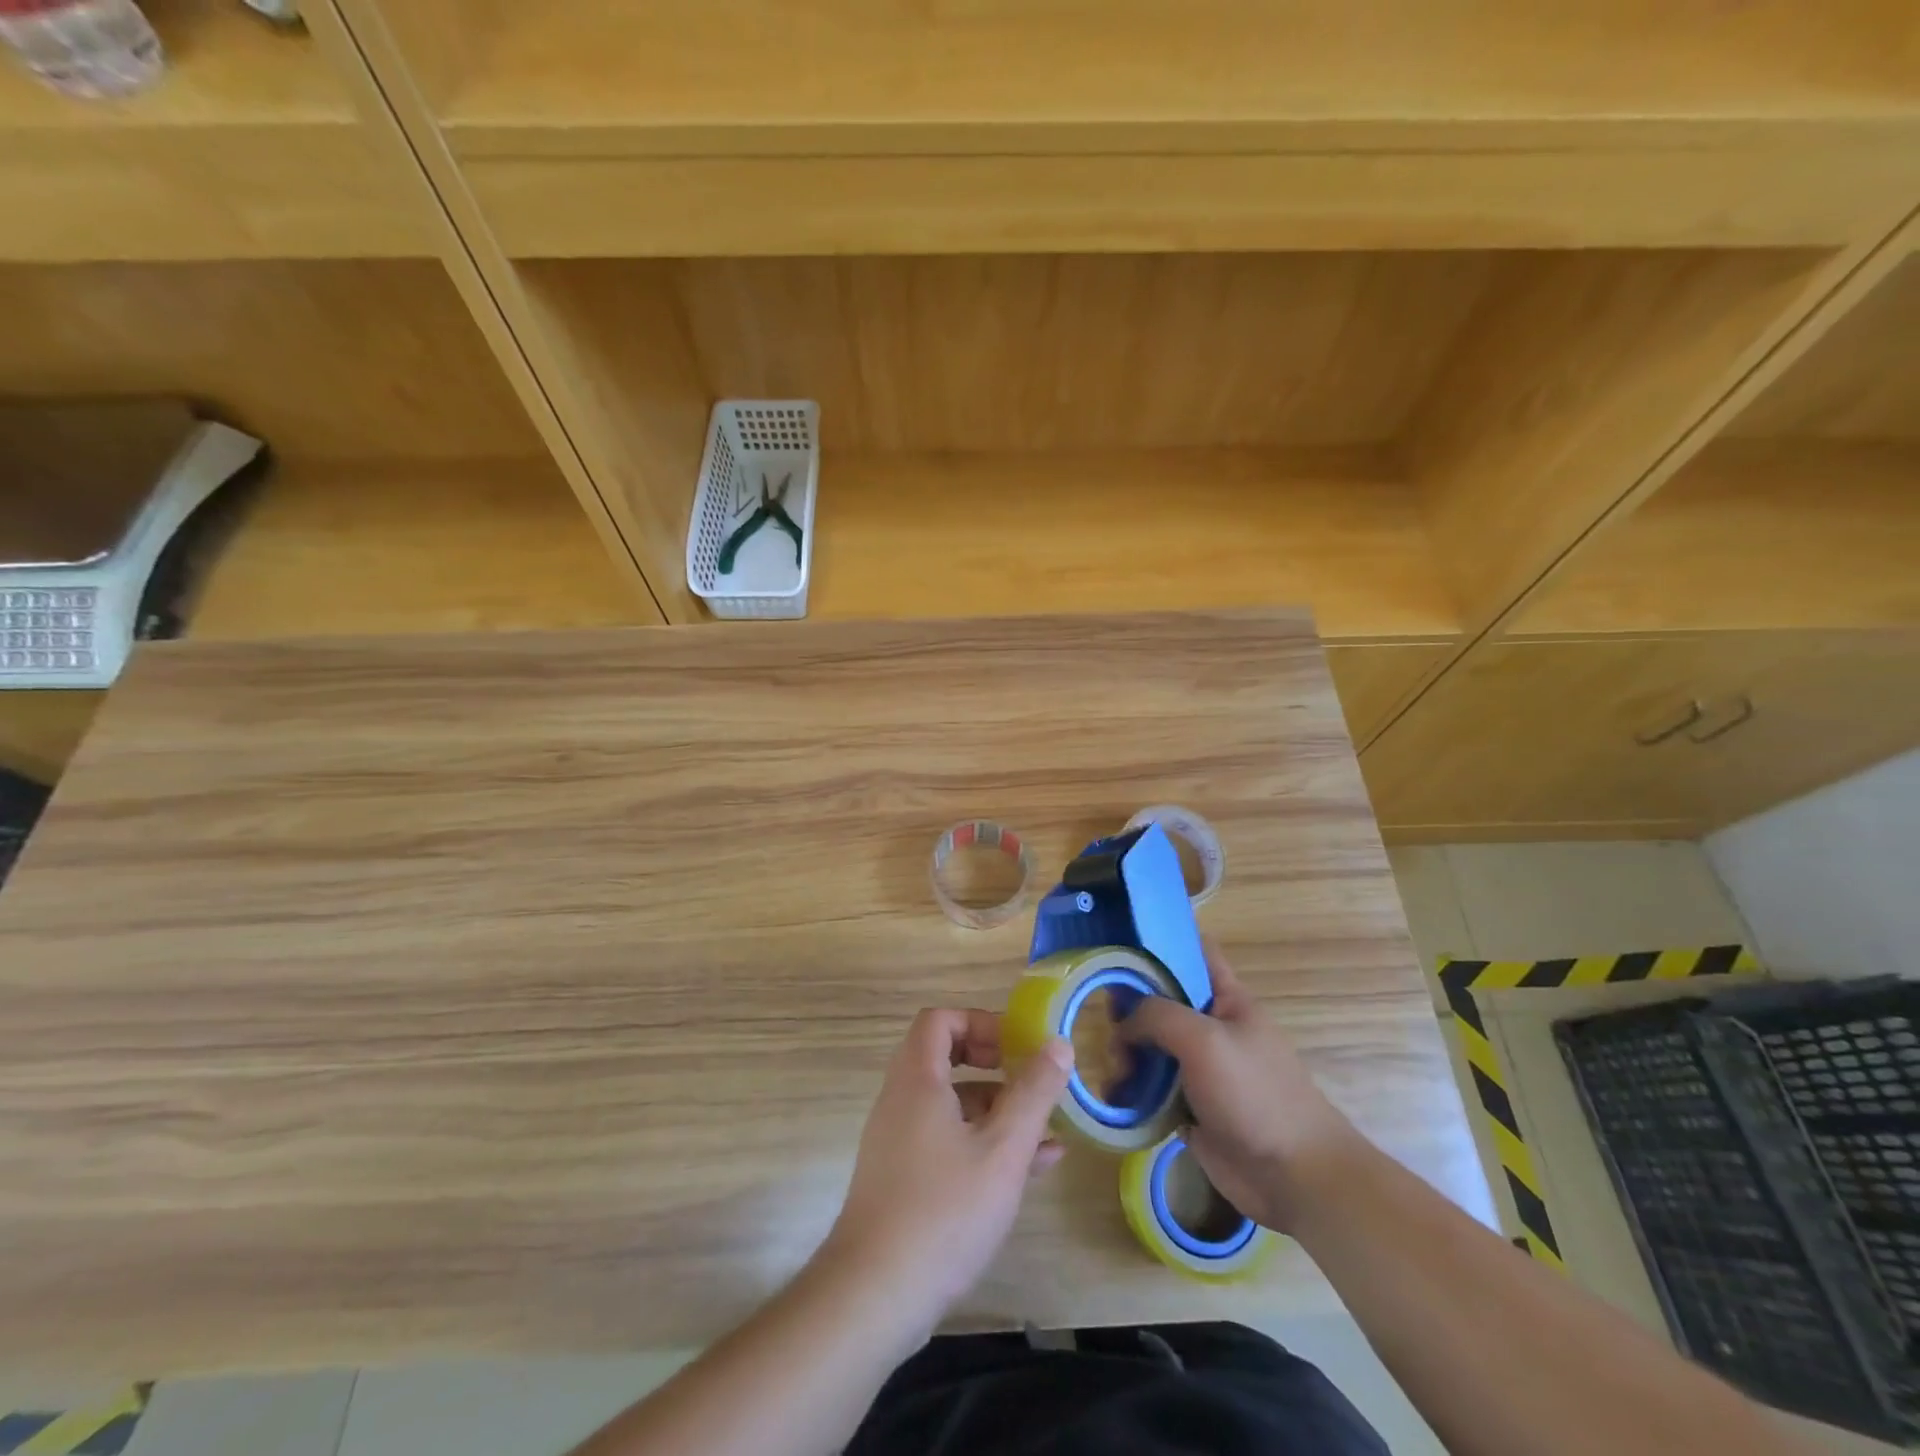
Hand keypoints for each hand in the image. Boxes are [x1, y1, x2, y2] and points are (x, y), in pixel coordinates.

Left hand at [821, 1009, 1072, 1337]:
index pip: (939, 1020)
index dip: (980, 1022)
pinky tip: (1027, 1169)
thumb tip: (1058, 1044)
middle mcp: (901, 1100)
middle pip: (944, 1057)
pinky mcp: (902, 1178)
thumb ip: (1033, 1093)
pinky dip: (981, 1141)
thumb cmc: (944, 1209)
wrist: (874, 1295)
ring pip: (951, 1104)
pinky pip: (945, 1139)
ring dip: (996, 1108)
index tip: (1017, 1045)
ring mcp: (898, 1140)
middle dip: (994, 1064)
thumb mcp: (1003, 1149)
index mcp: (917, 1079)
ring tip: (1046, 1132)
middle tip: (1030, 1079)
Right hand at [1122, 939, 1362, 1231]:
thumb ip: (1157, 1015)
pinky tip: (1114, 1097)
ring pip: (1151, 1046)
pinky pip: (1151, 1088)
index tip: (1118, 943)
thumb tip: (1124, 1024)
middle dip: (1130, 1007)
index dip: (1160, 942)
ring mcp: (1200, 1068)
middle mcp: (1211, 1027)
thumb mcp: (1204, 1040)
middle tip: (1105, 1021)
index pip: (1193, 952)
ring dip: (1126, 1053)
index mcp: (1226, 999)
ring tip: (1115, 1071)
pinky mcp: (1189, 1106)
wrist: (1294, 1177)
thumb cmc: (1255, 1095)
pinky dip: (1131, 1090)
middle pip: (1161, 1001)